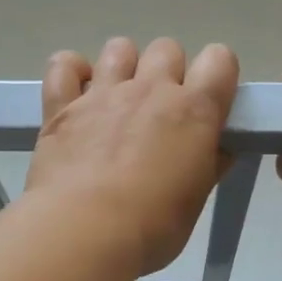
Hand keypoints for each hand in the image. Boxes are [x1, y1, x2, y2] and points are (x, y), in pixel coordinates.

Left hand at [25, 37, 240, 274]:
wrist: (84, 232)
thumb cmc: (152, 227)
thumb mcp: (194, 202)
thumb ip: (208, 166)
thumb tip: (218, 150)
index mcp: (193, 111)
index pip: (220, 60)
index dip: (217, 76)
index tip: (209, 104)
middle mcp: (150, 89)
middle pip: (168, 49)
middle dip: (168, 73)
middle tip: (159, 114)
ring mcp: (102, 93)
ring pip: (119, 48)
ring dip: (123, 67)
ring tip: (117, 103)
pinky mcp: (61, 106)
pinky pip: (63, 65)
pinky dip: (71, 73)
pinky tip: (76, 96)